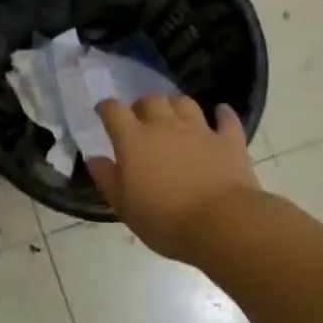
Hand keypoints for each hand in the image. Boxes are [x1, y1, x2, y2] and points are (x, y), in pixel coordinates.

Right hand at [87, 96, 259, 263]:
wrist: (221, 224)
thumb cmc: (165, 220)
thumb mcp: (124, 206)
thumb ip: (107, 178)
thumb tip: (94, 158)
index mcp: (134, 140)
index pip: (114, 111)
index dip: (106, 107)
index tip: (103, 111)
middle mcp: (165, 126)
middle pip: (151, 99)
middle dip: (143, 105)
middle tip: (141, 120)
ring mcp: (199, 130)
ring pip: (184, 102)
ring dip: (176, 105)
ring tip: (174, 116)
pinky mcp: (229, 141)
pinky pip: (226, 119)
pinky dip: (222, 114)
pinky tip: (220, 114)